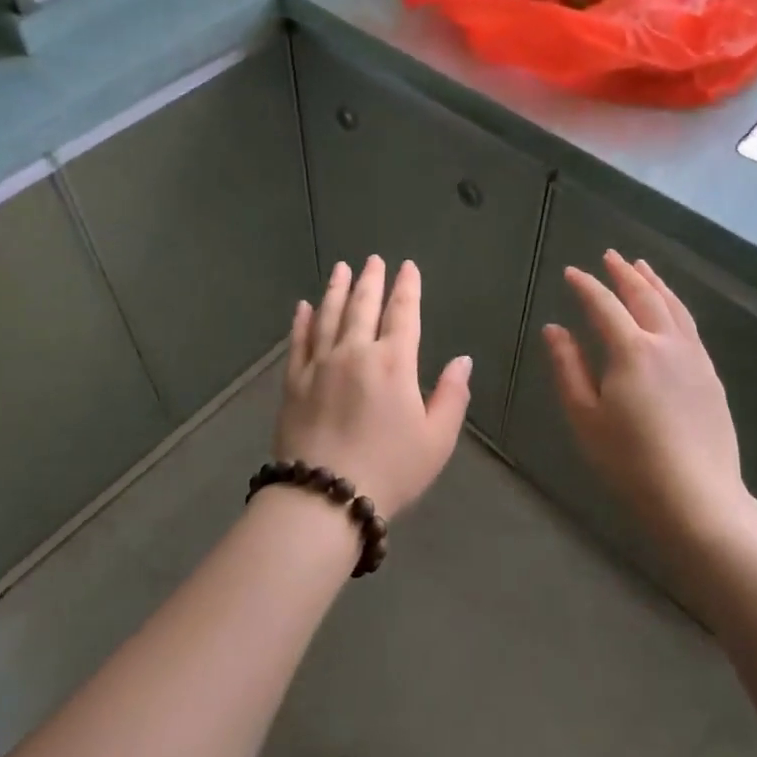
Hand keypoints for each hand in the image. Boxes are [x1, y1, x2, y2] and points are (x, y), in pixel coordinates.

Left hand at [276, 256, 470, 516]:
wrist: (325, 496)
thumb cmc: (390, 470)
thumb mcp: (436, 440)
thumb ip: (452, 396)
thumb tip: (462, 360)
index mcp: (393, 363)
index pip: (402, 314)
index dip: (407, 288)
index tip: (407, 267)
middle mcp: (354, 352)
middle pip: (363, 306)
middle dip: (371, 280)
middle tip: (373, 259)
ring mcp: (319, 364)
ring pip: (328, 316)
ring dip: (336, 289)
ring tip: (341, 268)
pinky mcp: (294, 382)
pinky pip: (298, 342)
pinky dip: (301, 321)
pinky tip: (302, 306)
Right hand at [544, 250, 752, 543]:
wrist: (698, 498)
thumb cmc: (630, 460)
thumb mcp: (584, 416)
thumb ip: (568, 367)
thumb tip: (555, 329)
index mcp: (631, 350)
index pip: (604, 305)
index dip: (586, 286)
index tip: (571, 272)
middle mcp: (666, 343)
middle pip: (644, 297)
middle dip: (625, 273)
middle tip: (610, 256)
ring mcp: (694, 358)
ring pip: (673, 307)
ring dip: (655, 283)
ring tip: (642, 267)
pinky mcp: (710, 375)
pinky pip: (690, 326)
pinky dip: (675, 306)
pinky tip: (670, 309)